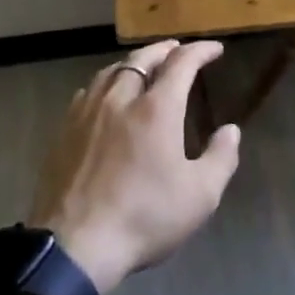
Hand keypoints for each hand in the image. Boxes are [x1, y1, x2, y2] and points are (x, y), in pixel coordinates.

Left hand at [28, 39, 241, 294]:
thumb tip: (231, 130)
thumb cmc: (144, 218)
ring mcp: (87, 113)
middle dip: (165, 50)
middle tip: (178, 50)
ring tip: (144, 67)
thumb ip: (220, 158)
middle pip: (142, 59)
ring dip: (133, 63)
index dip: (200, 51)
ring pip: (112, 71)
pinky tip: (106, 95)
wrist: (74, 245)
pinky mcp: (64, 131)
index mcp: (156, 109)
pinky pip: (88, 92)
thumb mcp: (200, 196)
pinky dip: (107, 83)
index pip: (181, 63)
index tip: (215, 49)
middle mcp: (120, 99)